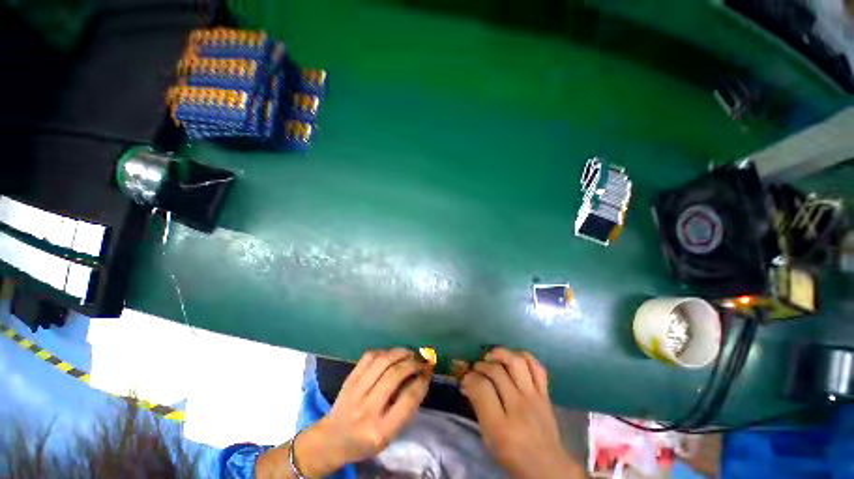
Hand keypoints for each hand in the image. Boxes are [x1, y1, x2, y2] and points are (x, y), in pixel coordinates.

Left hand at [257, 348, 431, 477]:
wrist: (331, 439)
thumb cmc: (364, 442)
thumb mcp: (388, 436)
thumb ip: (404, 409)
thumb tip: (419, 378)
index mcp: (380, 430)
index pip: (408, 399)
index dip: (422, 381)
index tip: (429, 371)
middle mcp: (367, 410)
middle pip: (395, 375)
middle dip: (413, 363)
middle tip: (422, 360)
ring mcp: (355, 392)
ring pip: (382, 361)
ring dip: (400, 353)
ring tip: (409, 353)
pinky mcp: (349, 379)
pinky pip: (369, 357)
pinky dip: (384, 352)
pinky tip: (391, 354)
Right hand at [461, 348, 583, 478]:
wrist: (548, 467)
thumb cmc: (512, 455)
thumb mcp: (488, 437)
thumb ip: (478, 407)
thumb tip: (467, 381)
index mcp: (501, 426)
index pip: (482, 388)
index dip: (470, 377)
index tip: (466, 378)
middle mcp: (519, 408)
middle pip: (497, 371)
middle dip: (481, 365)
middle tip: (476, 368)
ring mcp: (535, 398)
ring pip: (517, 362)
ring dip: (501, 354)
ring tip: (492, 357)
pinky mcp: (546, 394)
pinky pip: (537, 367)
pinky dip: (523, 356)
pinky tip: (513, 359)